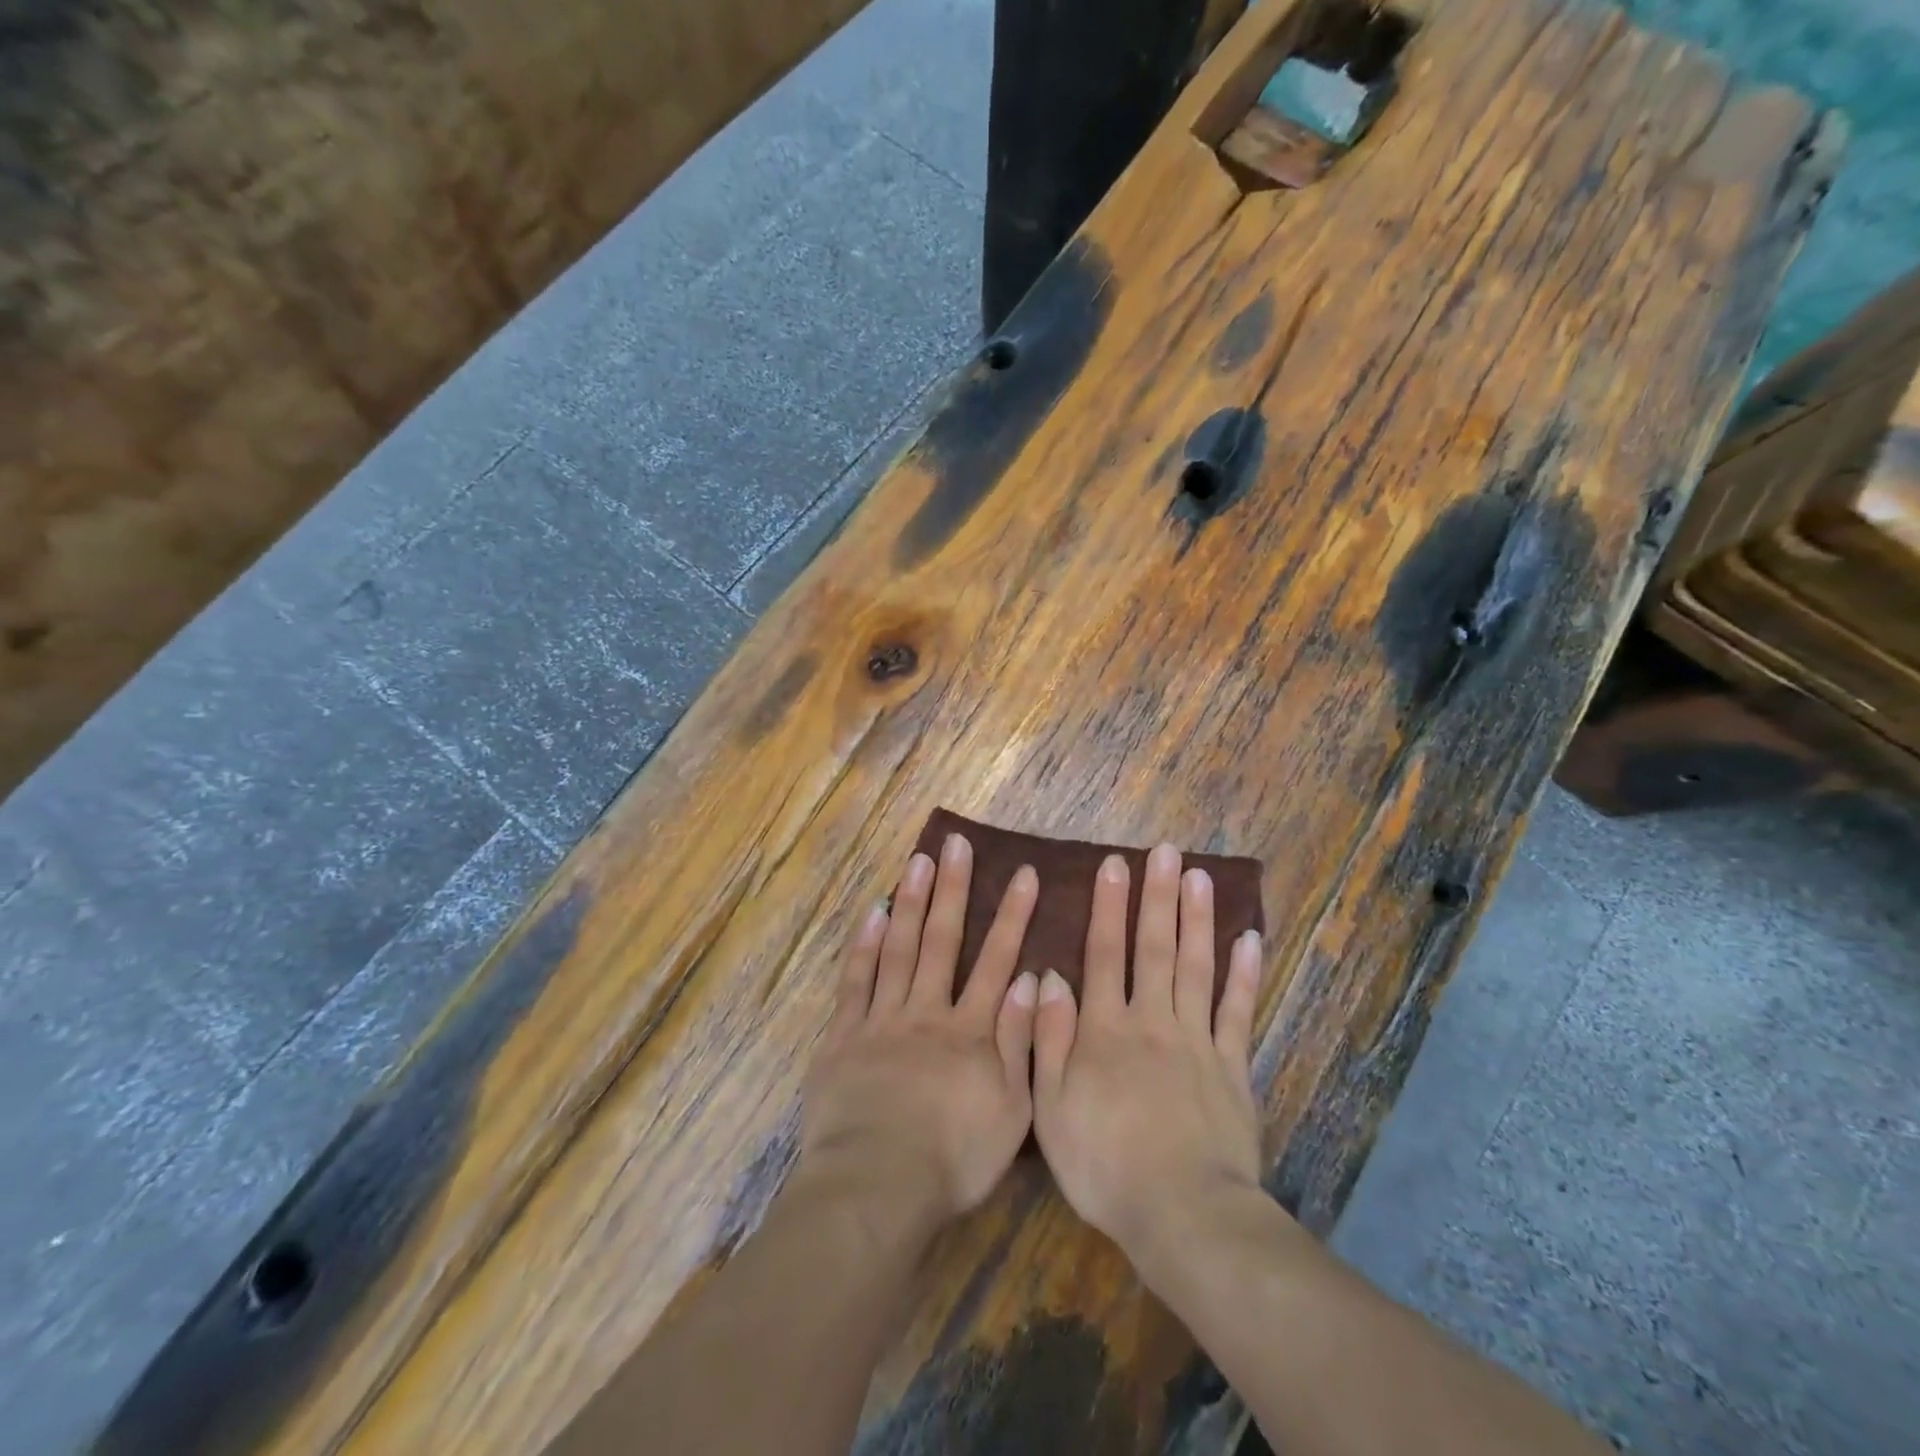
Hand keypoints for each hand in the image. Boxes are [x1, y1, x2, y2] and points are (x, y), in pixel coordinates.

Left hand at [800, 833, 1039, 1235]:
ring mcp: (882, 1019)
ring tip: (919, 860)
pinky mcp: (844, 1035)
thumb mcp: (1010, 1110)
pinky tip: (872, 911)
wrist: (876, 1186)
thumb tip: (1029, 979)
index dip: (1013, 916)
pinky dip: (864, 944)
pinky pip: (855, 980)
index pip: (997, 961)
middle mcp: (927, 1011)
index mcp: (970, 1031)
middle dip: (954, 889)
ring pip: (898, 947)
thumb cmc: (952, 1159)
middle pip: (942, 940)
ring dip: (910, 901)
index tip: (1025, 874)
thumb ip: (1020, 1042)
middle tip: (957, 845)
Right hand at [1032, 845, 1265, 1261]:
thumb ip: (1050, 1037)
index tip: (1113, 864)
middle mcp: (1151, 1020)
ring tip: (1200, 876)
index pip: (1104, 953)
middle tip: (1165, 851)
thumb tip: (1048, 976)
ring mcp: (1197, 1040)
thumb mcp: (1051, 1106)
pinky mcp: (1233, 1067)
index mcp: (1104, 1029)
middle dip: (1157, 896)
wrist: (1181, 1213)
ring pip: (1196, 967)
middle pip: (1154, 947)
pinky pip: (1239, 1012)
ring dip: (1198, 919)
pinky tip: (1250, 940)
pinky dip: (1245, 975)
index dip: (1107, 906)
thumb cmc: (1103, 1163)